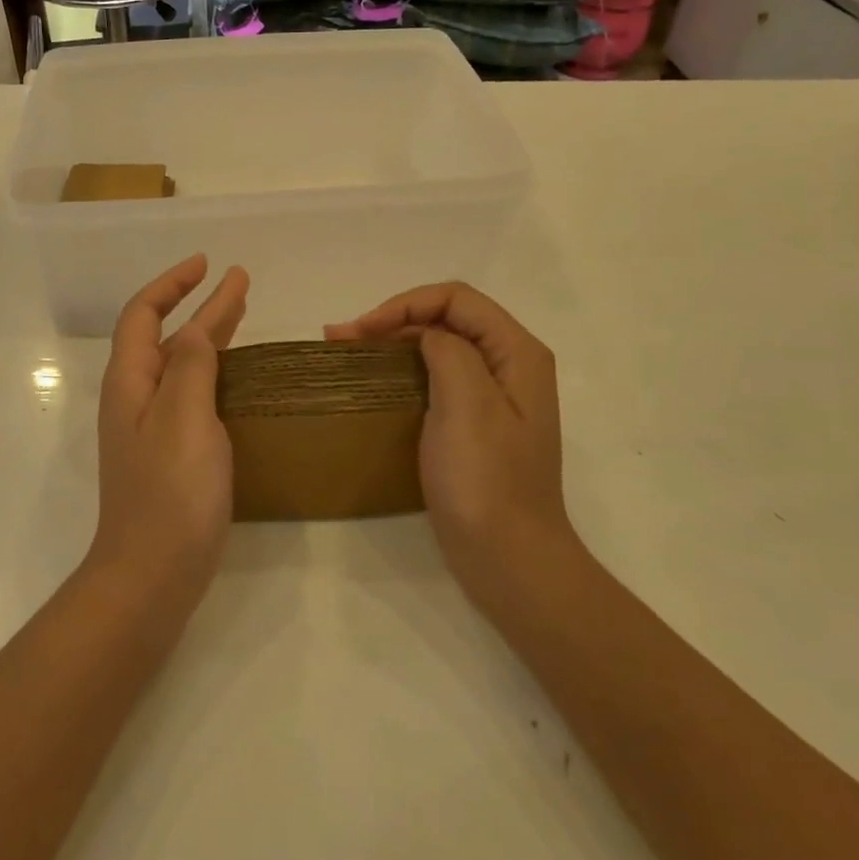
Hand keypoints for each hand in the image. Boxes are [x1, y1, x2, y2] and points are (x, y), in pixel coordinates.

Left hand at [91, 255, 248, 607]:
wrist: (153, 574)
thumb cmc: (170, 493)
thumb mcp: (184, 418)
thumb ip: (191, 367)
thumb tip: (195, 330)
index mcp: (131, 382)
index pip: (143, 314)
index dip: (171, 284)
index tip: (207, 264)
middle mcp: (137, 399)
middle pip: (167, 337)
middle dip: (200, 305)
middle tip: (240, 282)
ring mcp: (154, 429)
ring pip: (182, 366)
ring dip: (210, 336)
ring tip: (243, 314)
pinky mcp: (173, 455)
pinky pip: (194, 397)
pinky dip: (215, 374)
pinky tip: (238, 378)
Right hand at [327, 283, 566, 608]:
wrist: (509, 560)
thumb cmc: (486, 481)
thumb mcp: (468, 403)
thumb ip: (448, 350)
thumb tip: (425, 335)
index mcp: (518, 352)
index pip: (457, 299)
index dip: (405, 304)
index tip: (361, 330)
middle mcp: (510, 365)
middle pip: (448, 318)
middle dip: (393, 319)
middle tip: (341, 338)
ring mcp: (493, 396)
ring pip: (438, 346)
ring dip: (392, 342)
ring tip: (346, 351)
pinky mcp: (474, 423)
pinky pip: (436, 378)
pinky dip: (401, 370)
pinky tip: (373, 381)